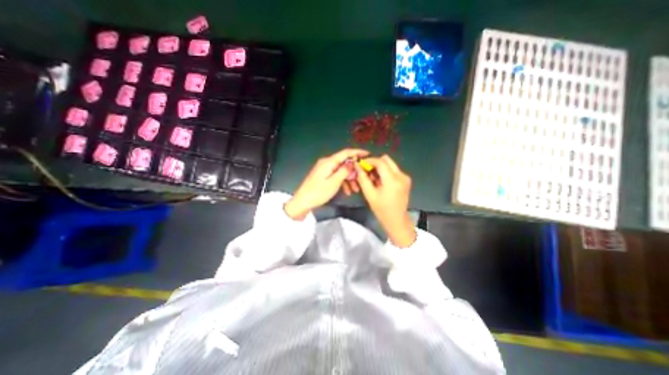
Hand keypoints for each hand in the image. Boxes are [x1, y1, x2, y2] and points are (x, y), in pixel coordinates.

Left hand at [283, 148, 368, 219]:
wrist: (303, 201)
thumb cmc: (318, 192)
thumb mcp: (334, 182)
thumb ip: (344, 171)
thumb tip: (353, 162)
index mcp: (329, 162)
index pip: (346, 152)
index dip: (357, 152)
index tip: (368, 154)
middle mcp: (327, 162)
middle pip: (344, 162)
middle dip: (354, 171)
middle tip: (363, 179)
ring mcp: (324, 169)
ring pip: (341, 170)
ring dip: (349, 179)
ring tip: (355, 190)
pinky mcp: (323, 175)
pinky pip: (336, 175)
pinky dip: (342, 182)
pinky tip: (347, 191)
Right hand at [358, 154, 415, 247]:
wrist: (396, 220)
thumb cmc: (381, 209)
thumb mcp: (369, 194)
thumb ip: (363, 179)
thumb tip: (358, 166)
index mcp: (392, 180)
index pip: (380, 162)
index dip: (369, 161)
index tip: (360, 164)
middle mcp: (401, 175)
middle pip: (386, 160)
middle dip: (374, 163)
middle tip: (366, 171)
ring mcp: (405, 177)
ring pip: (390, 164)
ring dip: (380, 168)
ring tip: (373, 179)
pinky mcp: (406, 179)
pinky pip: (393, 170)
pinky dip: (385, 172)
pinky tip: (380, 182)